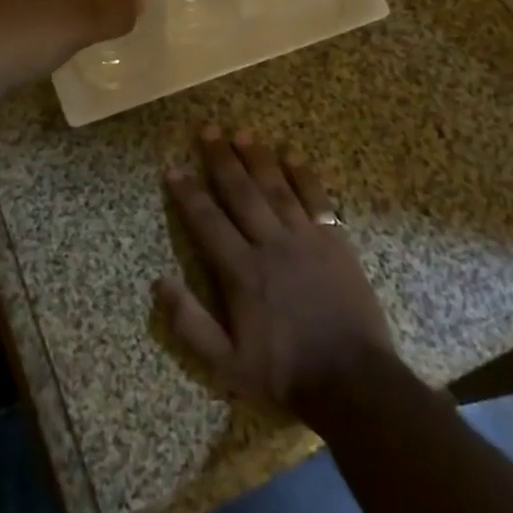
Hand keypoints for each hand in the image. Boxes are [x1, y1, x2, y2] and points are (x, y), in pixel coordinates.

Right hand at [156, 126, 394, 425]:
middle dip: (221, 160)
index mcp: (242, 272)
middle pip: (241, 193)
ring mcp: (306, 239)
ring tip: (242, 132)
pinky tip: (293, 155)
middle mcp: (271, 245)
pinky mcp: (335, 242)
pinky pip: (317, 200)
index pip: (207, 222)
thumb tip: (159, 283)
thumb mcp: (227, 364)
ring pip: (277, 188)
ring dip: (258, 158)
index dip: (188, 194)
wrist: (353, 382)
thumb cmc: (286, 373)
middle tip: (208, 130)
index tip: (173, 169)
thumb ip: (190, 324)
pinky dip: (304, 176)